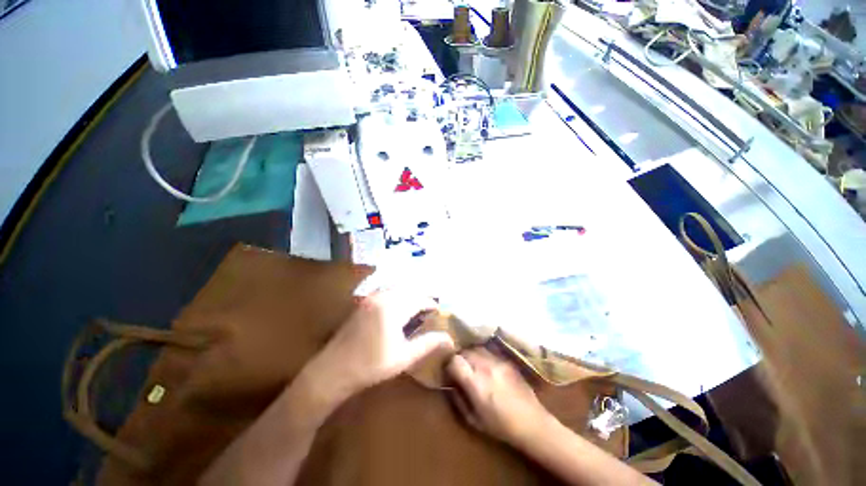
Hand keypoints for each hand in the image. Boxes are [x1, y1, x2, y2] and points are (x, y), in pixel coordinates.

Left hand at [303, 290, 454, 406]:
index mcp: (393, 308)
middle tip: (429, 312)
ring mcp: (371, 298)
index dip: (431, 304)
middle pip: (409, 291)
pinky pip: (386, 291)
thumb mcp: (404, 357)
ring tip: (416, 310)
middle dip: (421, 298)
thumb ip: (427, 343)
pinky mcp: (364, 302)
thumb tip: (448, 338)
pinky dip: (397, 296)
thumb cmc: (371, 366)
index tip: (439, 313)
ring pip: (397, 289)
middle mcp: (382, 296)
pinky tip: (398, 309)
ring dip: (409, 296)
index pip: (419, 299)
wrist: (333, 370)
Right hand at [446, 347, 553, 446]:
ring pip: (476, 348)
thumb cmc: (501, 426)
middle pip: (465, 351)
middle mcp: (486, 367)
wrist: (532, 422)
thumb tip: (450, 385)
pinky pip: (488, 352)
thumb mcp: (474, 421)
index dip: (449, 365)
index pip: (455, 361)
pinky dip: (481, 355)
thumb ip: (458, 400)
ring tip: (471, 366)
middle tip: (459, 369)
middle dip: (459, 358)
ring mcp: (498, 361)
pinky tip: (485, 366)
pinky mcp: (506, 360)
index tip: (449, 373)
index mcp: (476, 383)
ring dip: (470, 355)